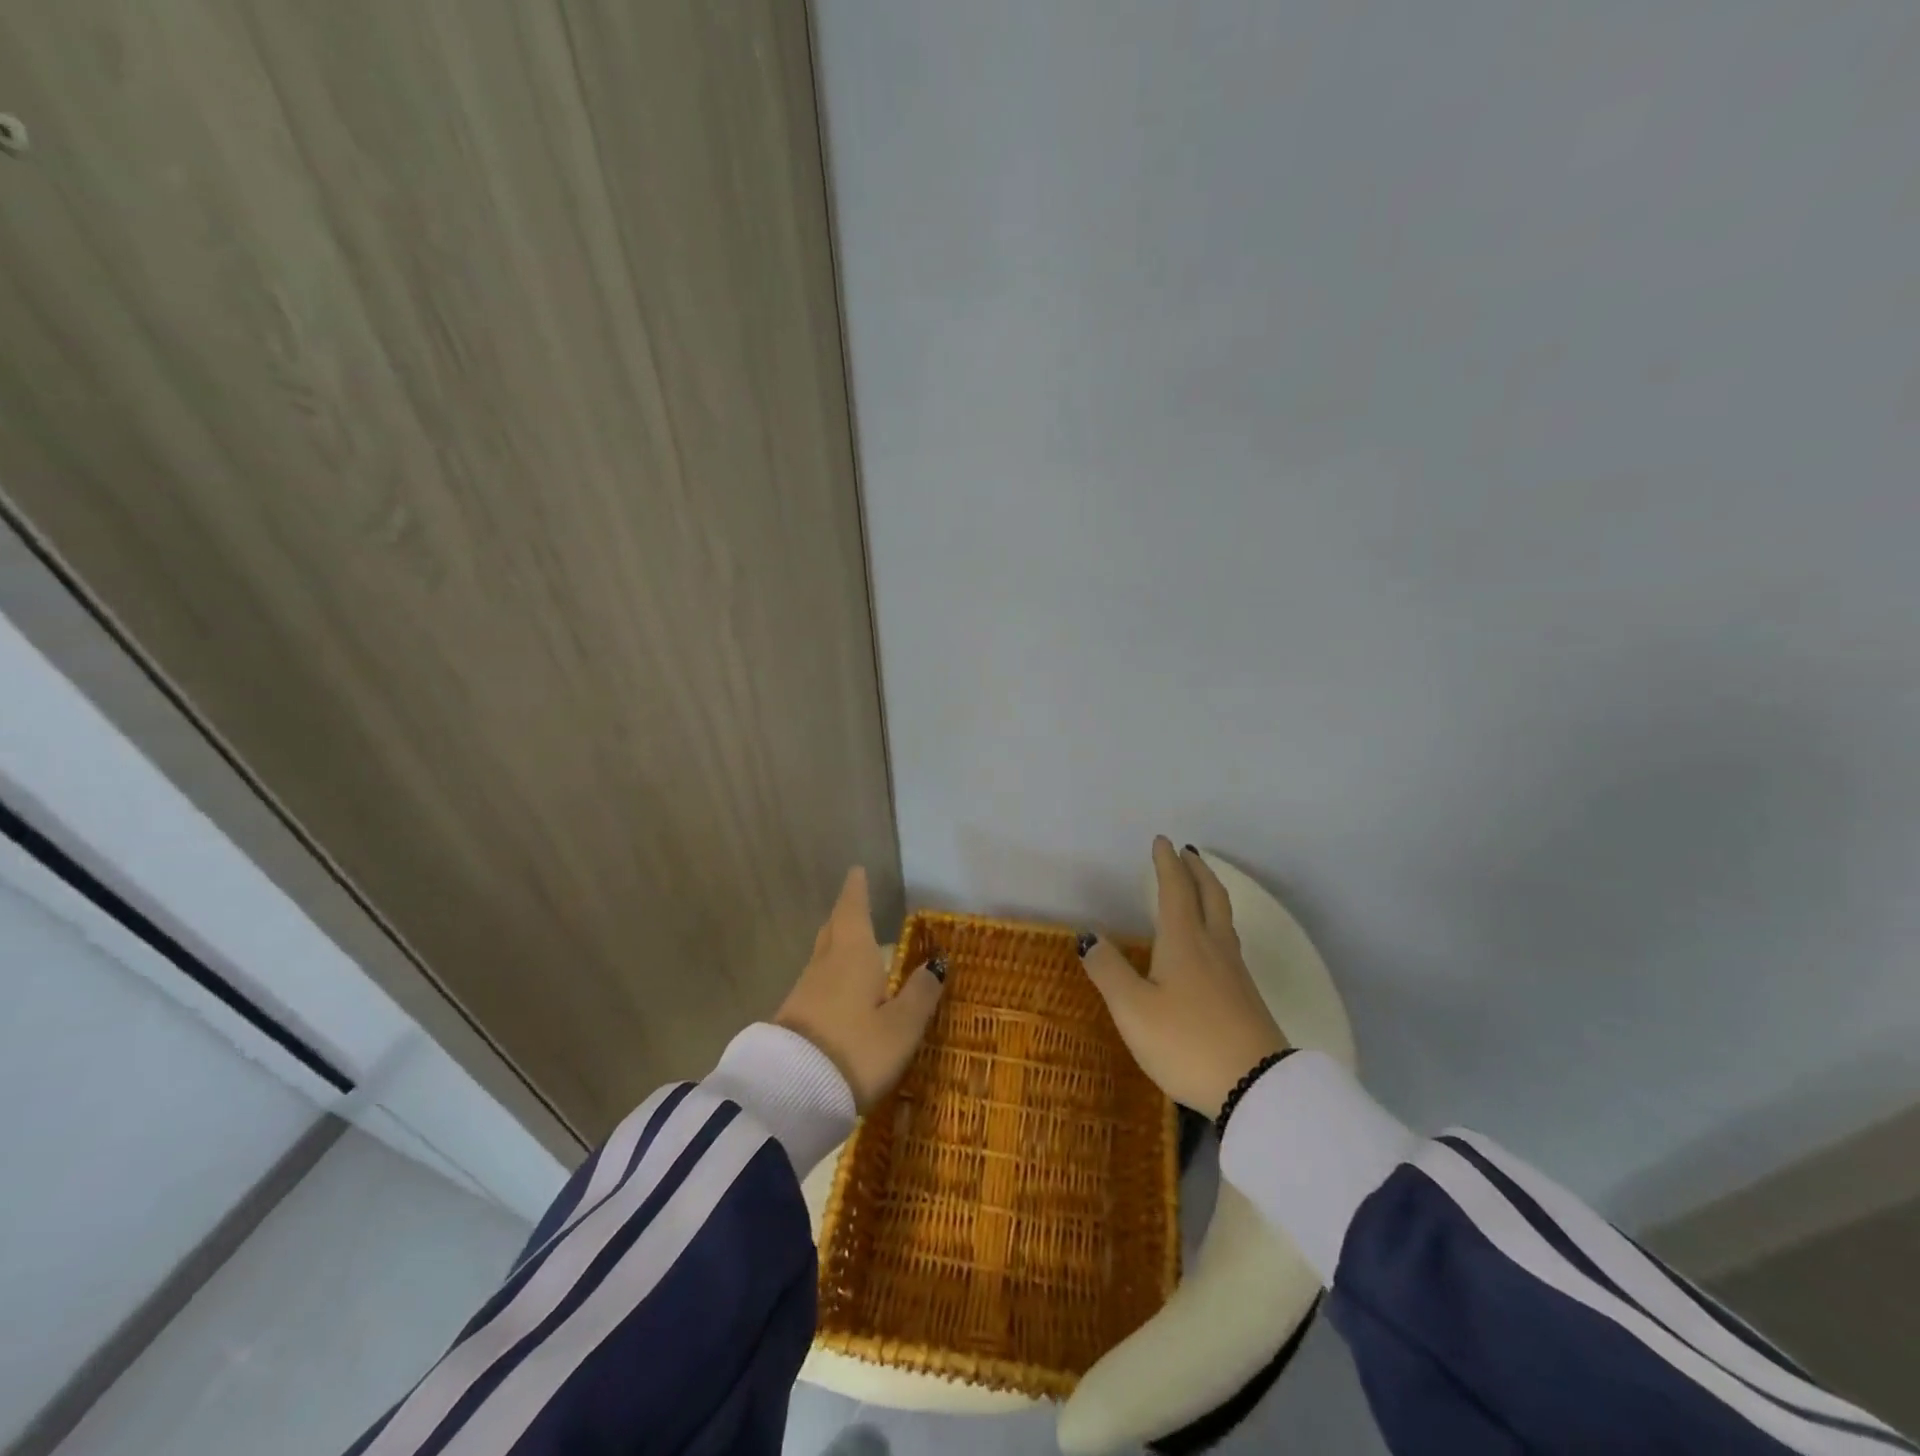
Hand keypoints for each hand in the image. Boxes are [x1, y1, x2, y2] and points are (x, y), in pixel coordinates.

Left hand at [775, 867, 945, 1110]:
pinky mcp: (794, 1017)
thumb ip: (919, 994)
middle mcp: (825, 964)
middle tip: (855, 903)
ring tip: (856, 946)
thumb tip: (936, 964)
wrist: (790, 1093)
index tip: (856, 871)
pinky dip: (832, 975)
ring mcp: (805, 990)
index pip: (853, 910)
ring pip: (824, 956)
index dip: (856, 890)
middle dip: (845, 914)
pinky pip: (818, 983)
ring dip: (838, 945)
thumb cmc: (856, 1049)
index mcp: (852, 954)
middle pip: (834, 930)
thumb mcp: (901, 1026)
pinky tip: (842, 990)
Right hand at [1079, 837, 1288, 1117]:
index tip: (1162, 841)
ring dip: (1212, 894)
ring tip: (1201, 889)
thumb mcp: (1133, 1009)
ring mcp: (1235, 972)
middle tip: (1188, 852)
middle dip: (1198, 870)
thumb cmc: (1186, 1042)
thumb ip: (1109, 971)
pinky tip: (1212, 945)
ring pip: (1224, 919)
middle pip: (1210, 896)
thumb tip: (1088, 936)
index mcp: (1184, 941)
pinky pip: (1230, 943)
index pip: (1175, 890)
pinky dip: (1218, 924)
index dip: (1167, 864)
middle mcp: (1213, 947)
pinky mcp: (1247, 997)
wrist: (1256, 1087)